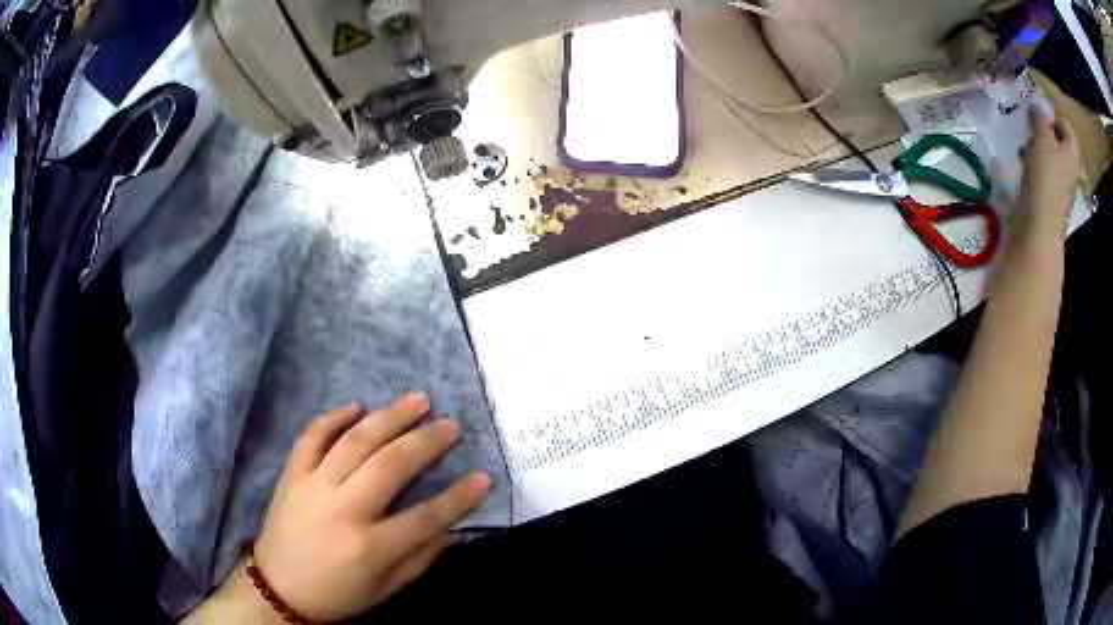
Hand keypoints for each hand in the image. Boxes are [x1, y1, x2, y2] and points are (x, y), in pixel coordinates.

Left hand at [246, 393, 491, 620]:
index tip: (484, 477)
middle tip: (450, 424)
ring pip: (355, 441)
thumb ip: (421, 557)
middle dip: (427, 442)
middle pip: (391, 465)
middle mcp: (343, 510)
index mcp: (371, 547)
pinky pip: (312, 436)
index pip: (426, 517)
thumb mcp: (386, 588)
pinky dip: (334, 417)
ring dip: (390, 417)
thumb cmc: (339, 594)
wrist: (279, 588)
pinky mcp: (291, 474)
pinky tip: (357, 406)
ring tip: (419, 400)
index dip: (460, 497)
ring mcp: (313, 486)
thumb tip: (453, 527)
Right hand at [1017, 105, 1079, 243]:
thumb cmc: (1046, 178)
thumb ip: (1039, 119)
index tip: (1038, 117)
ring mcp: (1061, 186)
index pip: (1066, 127)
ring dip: (1037, 150)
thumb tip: (1035, 106)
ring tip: (1025, 149)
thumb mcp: (1042, 139)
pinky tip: (1025, 169)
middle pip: (1059, 143)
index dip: (1053, 118)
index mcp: (1072, 152)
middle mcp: (1070, 168)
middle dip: (1044, 134)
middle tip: (1030, 130)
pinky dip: (1034, 168)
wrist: (1040, 227)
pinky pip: (1044, 175)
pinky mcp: (1050, 199)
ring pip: (1050, 158)